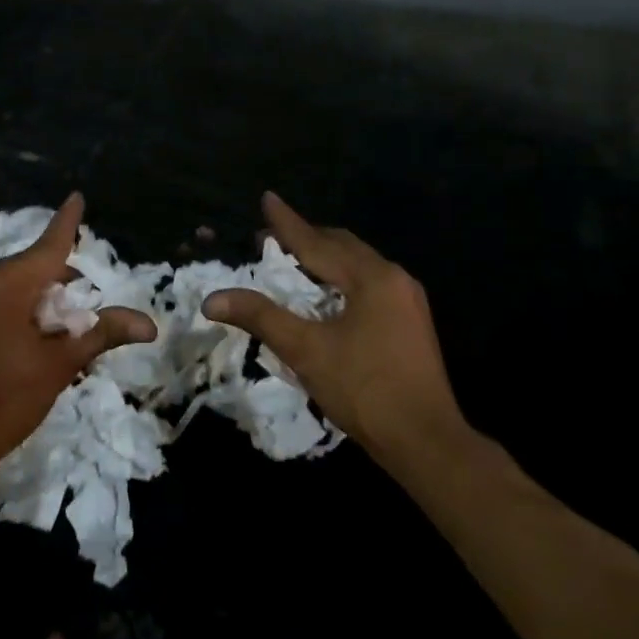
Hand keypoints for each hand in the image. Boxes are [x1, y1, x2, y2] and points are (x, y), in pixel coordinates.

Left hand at [0, 193, 156, 485]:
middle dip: (60, 287)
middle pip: (30, 270)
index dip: (67, 222)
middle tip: (83, 321)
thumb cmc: (3, 404)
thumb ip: (101, 333)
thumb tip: (149, 324)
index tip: (77, 197)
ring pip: (9, 287)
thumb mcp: (58, 366)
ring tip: (56, 340)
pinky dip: (13, 311)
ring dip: (37, 302)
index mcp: (2, 285)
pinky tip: (27, 342)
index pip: (47, 246)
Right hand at [203, 192, 468, 473]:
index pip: (318, 242)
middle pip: (343, 247)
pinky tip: (325, 296)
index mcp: (372, 277)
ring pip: (358, 267)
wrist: (425, 440)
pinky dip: (340, 281)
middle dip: (307, 238)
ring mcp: (407, 301)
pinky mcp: (410, 323)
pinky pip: (369, 286)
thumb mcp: (306, 350)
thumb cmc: (364, 389)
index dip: (288, 222)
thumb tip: (213, 299)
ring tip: (293, 262)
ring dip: (325, 260)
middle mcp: (394, 279)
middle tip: (271, 238)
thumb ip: (261, 317)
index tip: (267, 198)